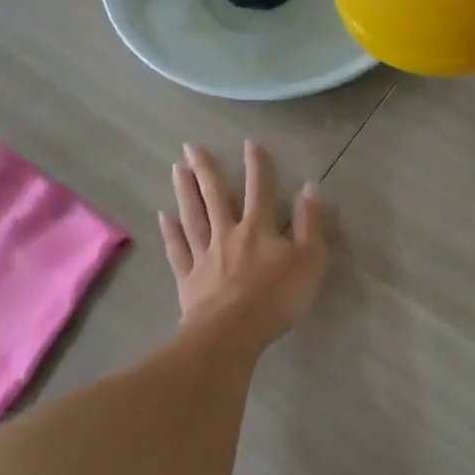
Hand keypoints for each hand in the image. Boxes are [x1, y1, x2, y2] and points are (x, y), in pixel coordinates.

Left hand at [159, 140, 327, 346]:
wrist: (232, 332)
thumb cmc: (276, 298)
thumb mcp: (309, 261)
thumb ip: (310, 224)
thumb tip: (309, 188)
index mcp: (258, 228)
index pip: (259, 189)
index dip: (257, 165)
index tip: (249, 142)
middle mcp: (228, 233)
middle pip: (215, 196)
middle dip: (205, 169)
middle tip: (191, 146)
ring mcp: (204, 254)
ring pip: (193, 216)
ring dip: (185, 191)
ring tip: (177, 169)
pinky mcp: (188, 278)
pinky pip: (178, 250)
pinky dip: (170, 232)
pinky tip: (164, 217)